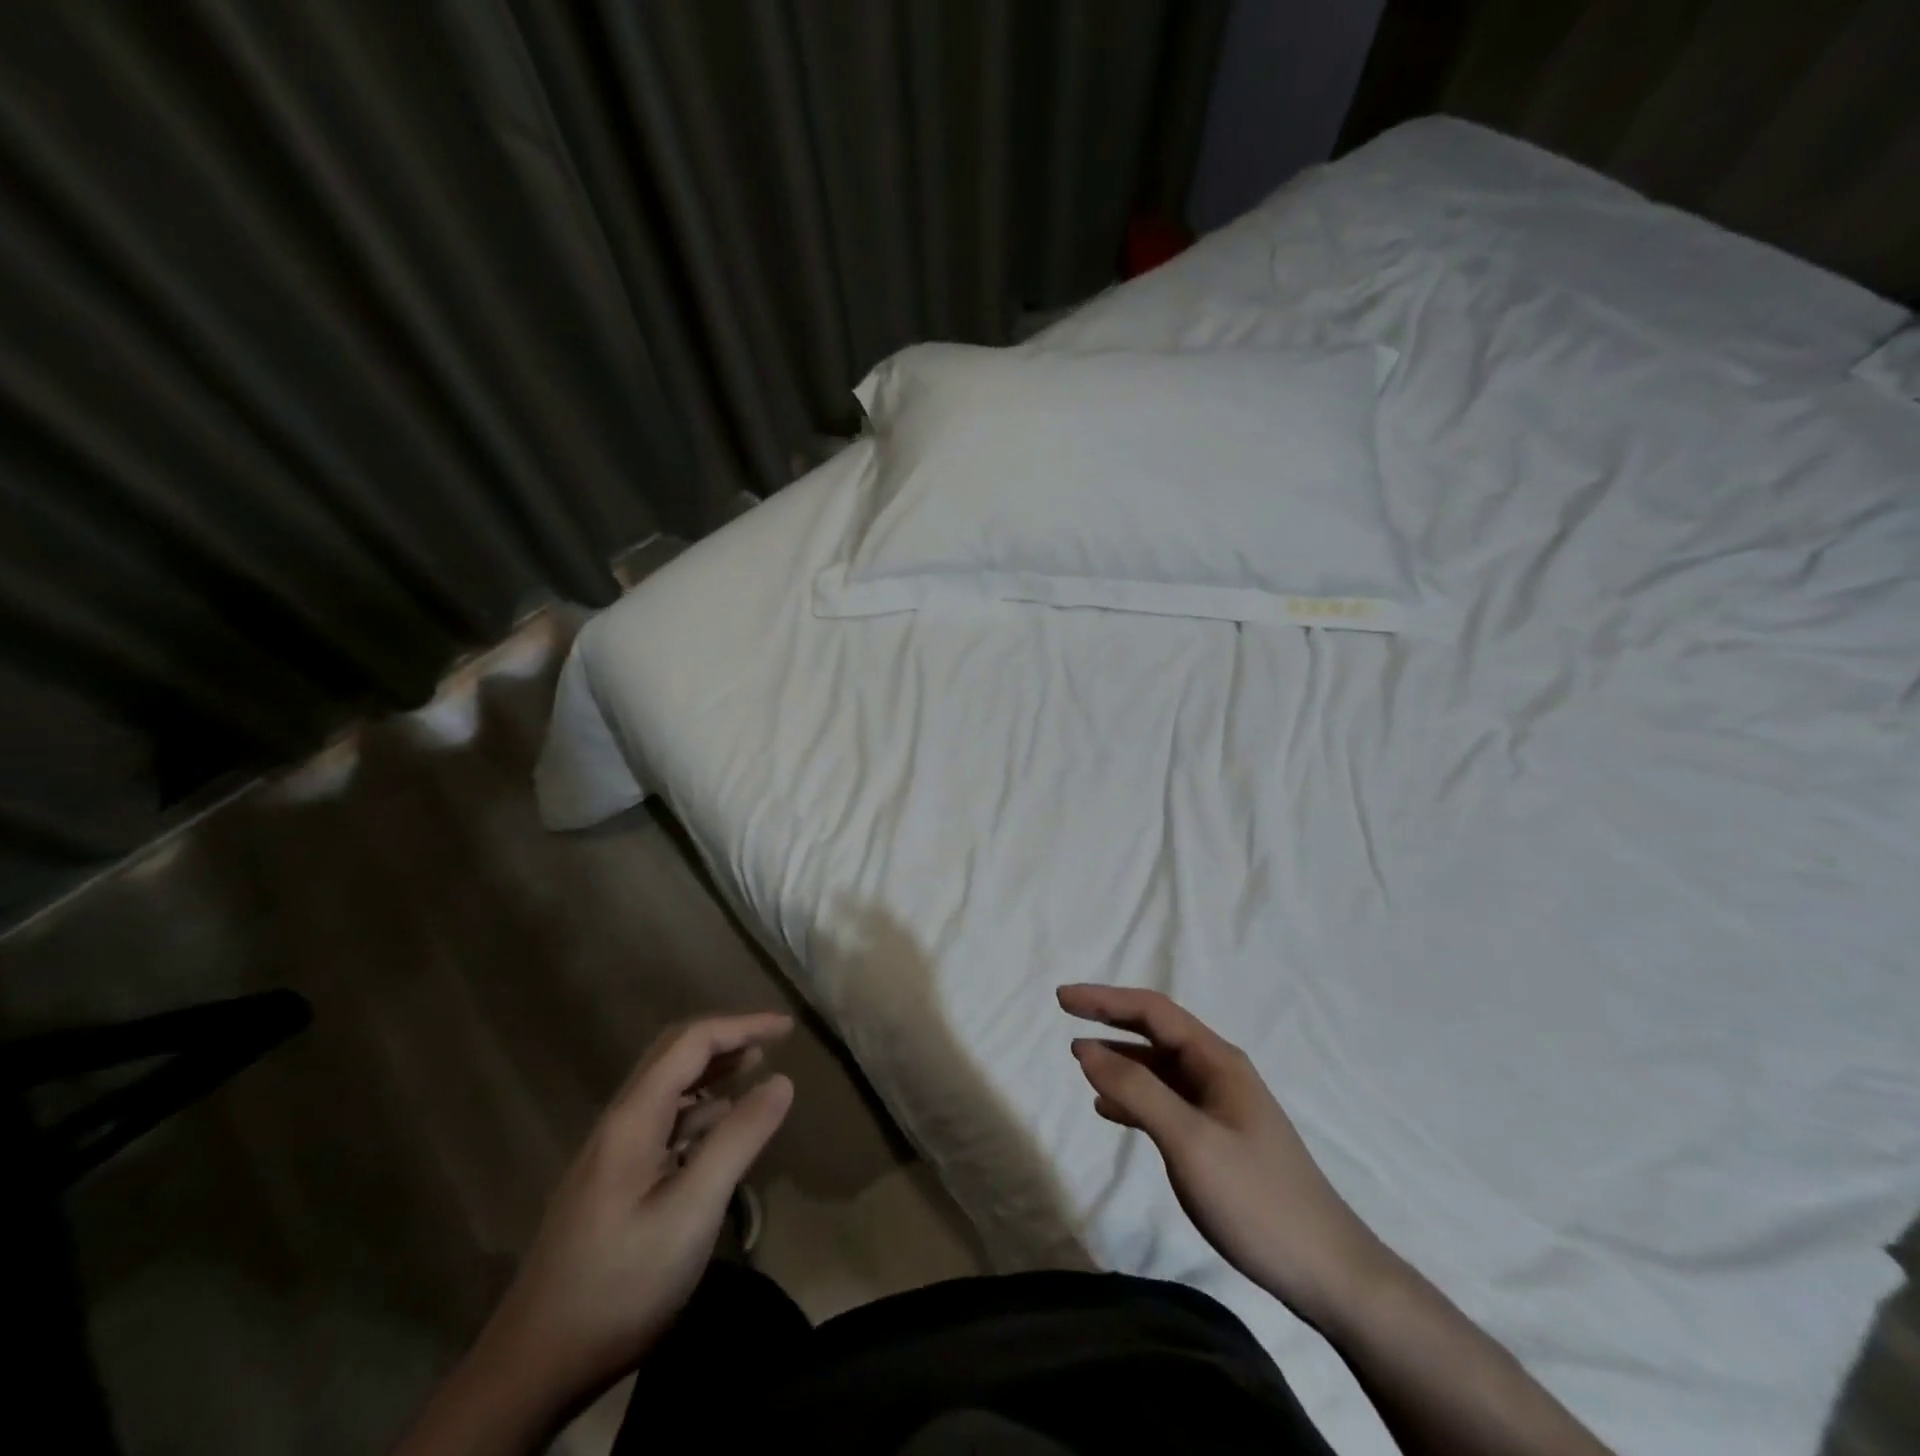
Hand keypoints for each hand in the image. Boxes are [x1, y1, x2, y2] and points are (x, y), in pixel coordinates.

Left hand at [418, 1013, 793, 1450]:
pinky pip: (661, 1123)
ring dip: (712, 1072)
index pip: (692, 1041)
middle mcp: (619, 1122)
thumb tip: (781, 1081)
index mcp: (634, 1117)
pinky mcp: (610, 1183)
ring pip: (666, 1089)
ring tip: (754, 1073)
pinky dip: (698, 1110)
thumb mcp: (693, 1211)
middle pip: (674, 1055)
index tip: (788, 1028)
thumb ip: (739, 1139)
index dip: (742, 1025)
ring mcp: (610, 1153)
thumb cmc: (622, 1283)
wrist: (533, 1367)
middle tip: (773, 1043)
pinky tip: (717, 1130)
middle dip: (726, 1039)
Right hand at [1058, 984, 1387, 1330]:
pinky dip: (1134, 1099)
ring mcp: (1219, 1107)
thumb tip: (1086, 1048)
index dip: (1106, 999)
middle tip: (1066, 1015)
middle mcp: (1217, 1073)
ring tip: (1081, 1061)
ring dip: (1120, 1060)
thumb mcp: (1190, 1141)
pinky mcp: (1217, 1140)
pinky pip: (1166, 1103)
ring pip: (1159, 1069)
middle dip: (1110, 1020)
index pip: (1153, 1011)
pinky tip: (1109, 1110)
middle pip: (1156, 1032)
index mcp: (1217, 1061)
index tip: (1063, 998)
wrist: (1327, 1273)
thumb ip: (1137, 1090)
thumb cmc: (1257, 1199)